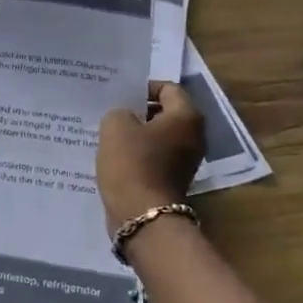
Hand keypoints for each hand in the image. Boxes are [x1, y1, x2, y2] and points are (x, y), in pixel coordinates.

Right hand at [97, 81, 206, 227]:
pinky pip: (154, 156)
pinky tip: (115, 156)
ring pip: (158, 136)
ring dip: (136, 134)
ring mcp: (185, 160)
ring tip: (109, 134)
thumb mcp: (115, 125)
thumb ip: (119, 111)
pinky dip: (137, 154)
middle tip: (111, 112)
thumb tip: (125, 118)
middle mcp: (193, 136)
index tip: (119, 95)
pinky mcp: (172, 179)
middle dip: (138, 110)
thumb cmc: (132, 163)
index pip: (168, 88)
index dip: (142, 87)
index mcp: (186, 116)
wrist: (142, 215)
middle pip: (165, 112)